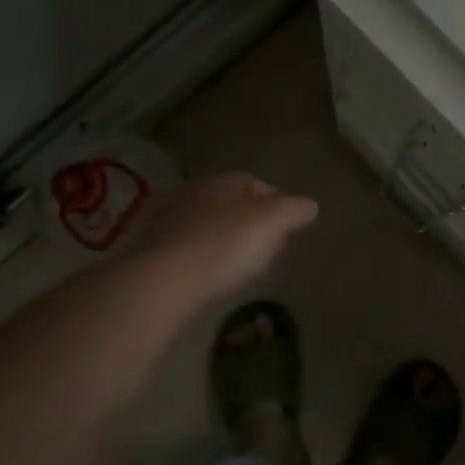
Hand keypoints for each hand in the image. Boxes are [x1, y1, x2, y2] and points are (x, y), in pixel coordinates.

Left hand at [136, 173, 317, 304]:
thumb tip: (310, 205)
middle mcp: (193, 194)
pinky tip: (213, 278)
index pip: (256, 184)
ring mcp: (169, 222)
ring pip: (211, 227)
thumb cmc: (222, 247)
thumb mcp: (270, 223)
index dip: (278, 204)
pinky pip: (192, 250)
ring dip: (228, 242)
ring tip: (243, 268)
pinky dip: (207, 259)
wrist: (161, 282)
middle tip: (270, 249)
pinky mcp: (154, 251)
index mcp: (221, 182)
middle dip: (253, 223)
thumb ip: (293, 210)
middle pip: (233, 205)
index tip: (290, 229)